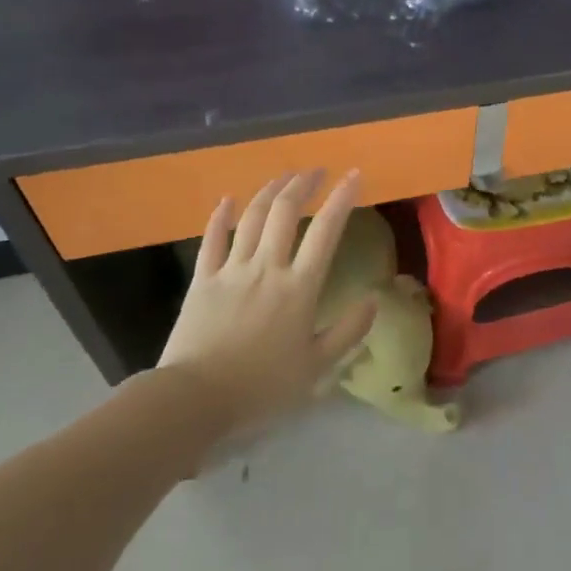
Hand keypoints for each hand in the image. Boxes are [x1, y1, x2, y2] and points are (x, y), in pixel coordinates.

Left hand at [157, 171, 377, 436]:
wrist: (195, 400)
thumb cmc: (261, 387)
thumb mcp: (316, 367)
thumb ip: (348, 331)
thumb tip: (374, 300)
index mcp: (299, 287)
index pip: (326, 231)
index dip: (342, 198)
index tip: (354, 176)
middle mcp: (267, 267)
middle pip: (285, 212)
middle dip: (303, 184)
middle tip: (317, 170)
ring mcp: (231, 270)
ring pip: (251, 217)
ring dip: (269, 191)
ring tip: (285, 177)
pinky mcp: (202, 280)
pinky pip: (211, 239)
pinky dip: (220, 216)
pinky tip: (227, 199)